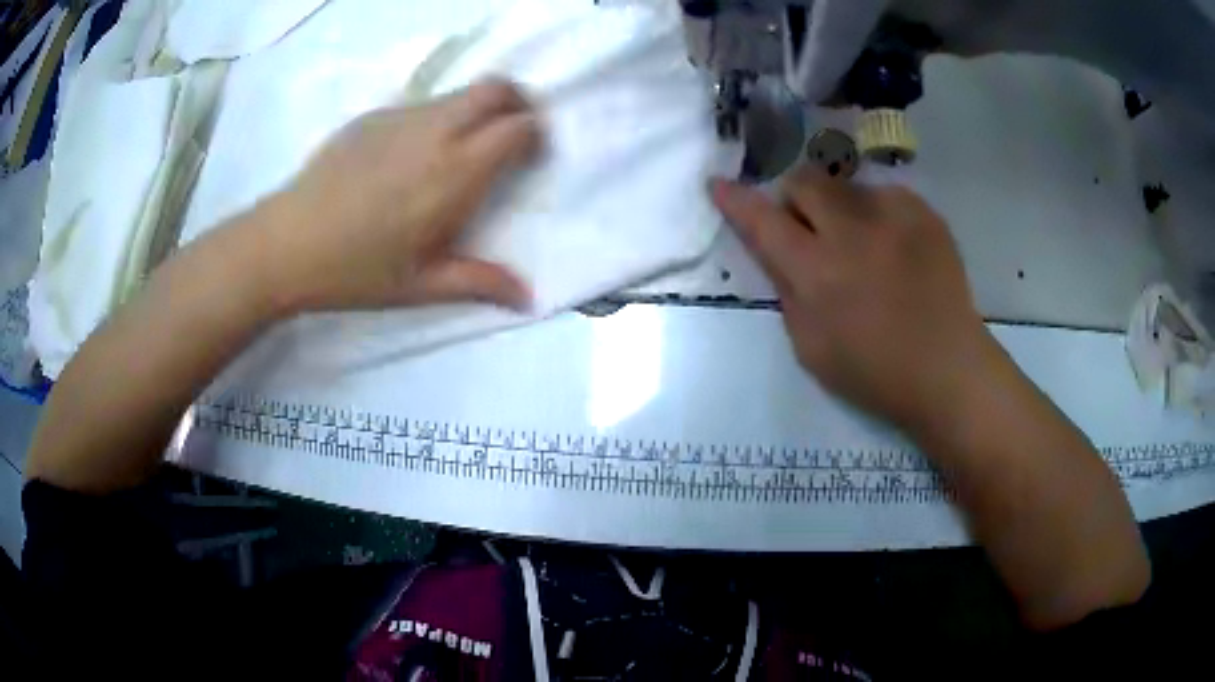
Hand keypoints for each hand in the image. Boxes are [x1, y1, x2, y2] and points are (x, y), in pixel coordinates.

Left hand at [256, 79, 540, 315]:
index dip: (534, 134)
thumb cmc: (356, 270)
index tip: (530, 156)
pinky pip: (421, 106)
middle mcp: (435, 132)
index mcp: (455, 173)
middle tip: (510, 133)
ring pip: (458, 94)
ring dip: (475, 111)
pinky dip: (437, 119)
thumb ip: (479, 282)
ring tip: (457, 152)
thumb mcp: (421, 286)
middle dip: (516, 102)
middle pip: (495, 88)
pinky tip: (410, 158)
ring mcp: (400, 117)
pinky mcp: (372, 117)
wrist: (286, 244)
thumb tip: (528, 298)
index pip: (517, 126)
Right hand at [711, 166, 990, 428]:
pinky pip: (884, 194)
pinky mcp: (924, 213)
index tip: (719, 184)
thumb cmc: (874, 372)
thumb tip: (776, 250)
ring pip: (845, 184)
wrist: (947, 369)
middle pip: (804, 180)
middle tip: (808, 228)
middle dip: (794, 198)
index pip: (764, 221)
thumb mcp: (810, 347)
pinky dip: (877, 214)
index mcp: (817, 272)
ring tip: (861, 243)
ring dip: (839, 207)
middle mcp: (852, 232)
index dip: (736, 200)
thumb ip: (787, 290)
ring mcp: (894, 217)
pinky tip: (893, 246)